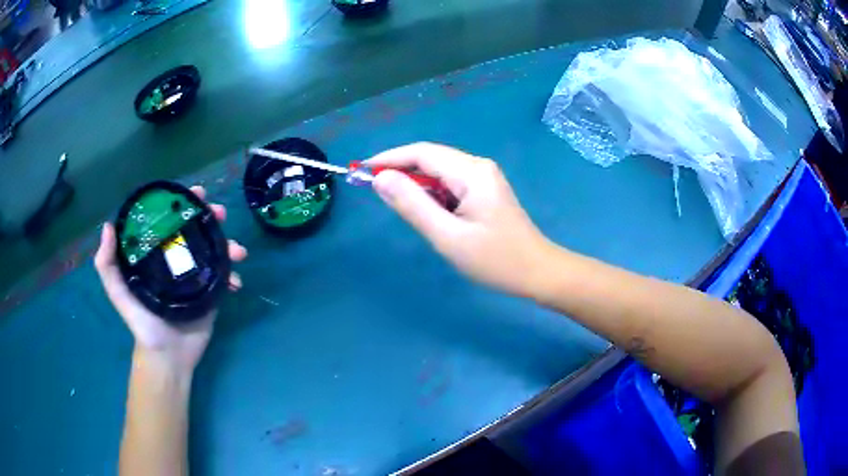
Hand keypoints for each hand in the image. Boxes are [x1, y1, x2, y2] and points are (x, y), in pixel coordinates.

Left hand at [95, 186, 247, 371]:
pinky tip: (236, 281)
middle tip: (220, 213)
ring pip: (214, 250)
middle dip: (210, 217)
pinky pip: (224, 277)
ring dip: (228, 245)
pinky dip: (232, 275)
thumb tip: (108, 226)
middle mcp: (175, 260)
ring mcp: (195, 276)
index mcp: (155, 255)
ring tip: (237, 251)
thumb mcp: (119, 293)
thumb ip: (108, 264)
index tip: (195, 193)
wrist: (168, 356)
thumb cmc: (141, 323)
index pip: (168, 221)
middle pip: (195, 230)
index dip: (181, 203)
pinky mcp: (210, 293)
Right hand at [367, 143, 553, 297]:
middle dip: (399, 169)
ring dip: (415, 183)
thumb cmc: (496, 260)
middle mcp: (478, 166)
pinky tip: (425, 210)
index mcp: (471, 172)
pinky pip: (450, 183)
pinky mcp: (485, 190)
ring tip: (395, 202)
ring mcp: (483, 177)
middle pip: (430, 158)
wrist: (538, 273)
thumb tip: (381, 179)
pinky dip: (431, 193)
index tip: (361, 170)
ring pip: (439, 172)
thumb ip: (413, 206)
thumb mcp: (448, 236)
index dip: (389, 158)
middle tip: (371, 187)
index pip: (422, 153)